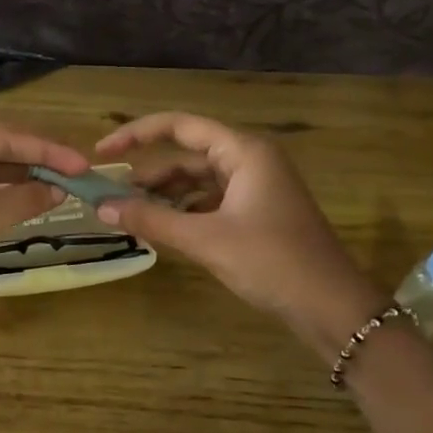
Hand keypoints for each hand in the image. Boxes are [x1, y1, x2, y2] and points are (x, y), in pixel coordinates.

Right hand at [94, 112, 385, 357]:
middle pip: (187, 155)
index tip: (102, 151)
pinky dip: (184, 212)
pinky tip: (161, 229)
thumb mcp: (206, 240)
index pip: (180, 126)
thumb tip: (101, 208)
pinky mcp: (257, 213)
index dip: (136, 135)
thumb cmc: (271, 262)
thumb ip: (152, 220)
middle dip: (148, 174)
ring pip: (198, 181)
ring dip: (164, 196)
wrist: (331, 306)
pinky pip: (210, 202)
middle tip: (107, 194)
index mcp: (243, 151)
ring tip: (127, 214)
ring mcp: (256, 187)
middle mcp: (250, 160)